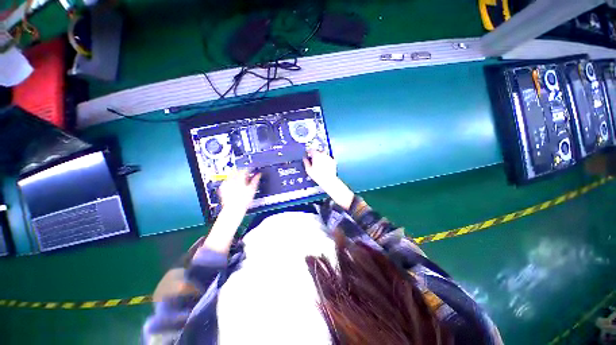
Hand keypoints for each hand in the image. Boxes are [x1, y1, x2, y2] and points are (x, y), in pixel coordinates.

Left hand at [218, 169, 260, 213]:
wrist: (234, 209)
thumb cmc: (243, 201)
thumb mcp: (252, 189)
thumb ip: (255, 180)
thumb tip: (258, 174)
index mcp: (239, 178)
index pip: (244, 170)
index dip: (249, 170)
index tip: (252, 171)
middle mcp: (231, 180)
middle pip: (237, 171)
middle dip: (242, 172)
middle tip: (247, 175)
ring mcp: (226, 184)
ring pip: (231, 175)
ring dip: (236, 176)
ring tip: (241, 180)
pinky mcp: (222, 188)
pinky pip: (227, 181)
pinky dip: (231, 181)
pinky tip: (234, 185)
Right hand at [303, 149, 337, 187]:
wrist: (328, 180)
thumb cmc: (318, 176)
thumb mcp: (308, 170)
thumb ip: (306, 162)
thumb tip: (304, 158)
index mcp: (316, 156)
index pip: (311, 150)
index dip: (308, 151)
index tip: (307, 153)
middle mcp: (323, 155)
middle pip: (318, 152)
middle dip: (315, 154)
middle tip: (313, 160)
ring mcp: (329, 157)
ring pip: (324, 155)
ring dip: (321, 157)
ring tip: (319, 164)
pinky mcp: (333, 161)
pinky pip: (328, 158)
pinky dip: (326, 160)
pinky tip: (324, 165)